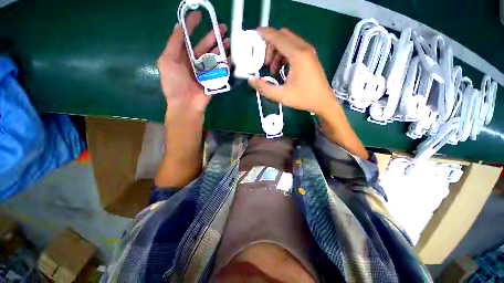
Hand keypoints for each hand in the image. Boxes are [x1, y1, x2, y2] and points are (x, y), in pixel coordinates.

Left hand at [157, 11, 229, 114]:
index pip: (187, 37)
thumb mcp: (167, 60)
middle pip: (204, 46)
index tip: (199, 15)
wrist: (186, 104)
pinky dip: (225, 63)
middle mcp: (193, 62)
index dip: (192, 25)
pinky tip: (230, 57)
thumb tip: (179, 25)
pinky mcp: (213, 80)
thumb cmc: (175, 83)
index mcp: (181, 56)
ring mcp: (204, 71)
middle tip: (222, 27)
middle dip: (212, 36)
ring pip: (214, 57)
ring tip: (228, 40)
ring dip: (221, 48)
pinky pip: (220, 70)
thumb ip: (174, 43)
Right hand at [248, 27, 335, 116]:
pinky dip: (284, 54)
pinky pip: (294, 48)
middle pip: (283, 36)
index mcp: (297, 55)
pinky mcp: (309, 56)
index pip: (278, 37)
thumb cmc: (304, 98)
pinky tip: (281, 69)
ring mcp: (308, 51)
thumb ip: (264, 88)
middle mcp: (304, 48)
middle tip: (265, 62)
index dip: (265, 34)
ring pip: (288, 41)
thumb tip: (251, 81)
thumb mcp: (281, 95)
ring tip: (273, 70)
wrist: (323, 101)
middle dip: (270, 46)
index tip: (255, 35)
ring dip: (277, 51)